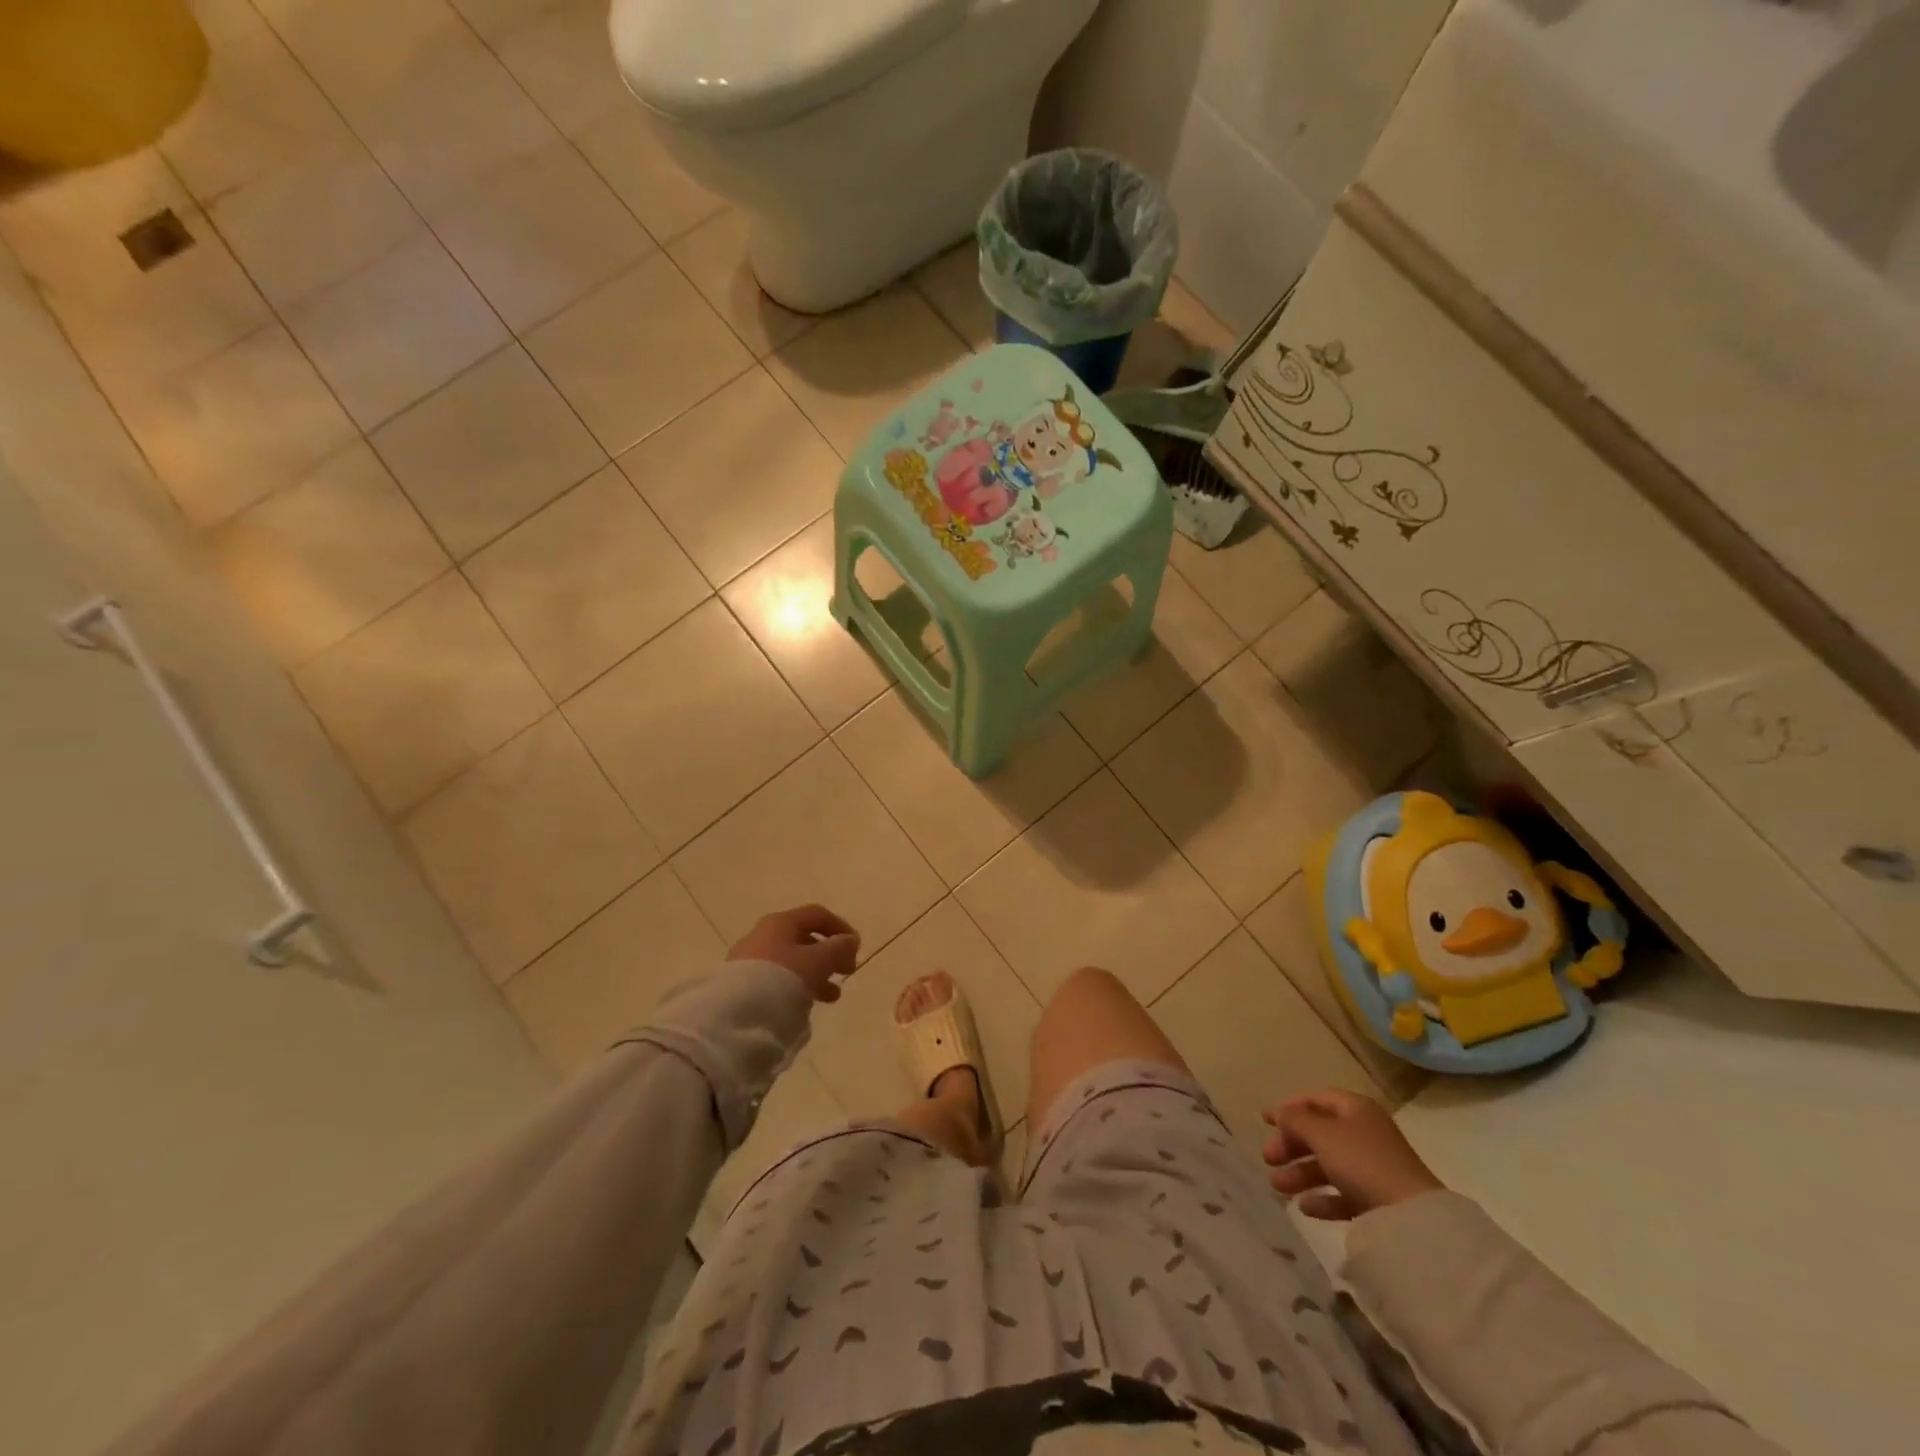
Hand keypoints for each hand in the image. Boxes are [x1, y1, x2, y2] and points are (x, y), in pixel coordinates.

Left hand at [728, 905, 860, 1003]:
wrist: (734, 1017)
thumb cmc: (783, 979)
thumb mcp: (818, 962)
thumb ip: (839, 948)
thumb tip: (850, 940)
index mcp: (780, 922)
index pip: (816, 915)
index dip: (840, 927)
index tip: (856, 948)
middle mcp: (762, 935)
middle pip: (803, 938)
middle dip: (828, 955)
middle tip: (846, 972)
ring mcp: (749, 961)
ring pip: (791, 961)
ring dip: (815, 974)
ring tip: (831, 996)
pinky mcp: (741, 985)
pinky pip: (777, 979)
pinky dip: (796, 986)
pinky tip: (804, 1004)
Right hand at [1262, 1089, 1444, 1220]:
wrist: (1412, 1219)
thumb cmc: (1362, 1162)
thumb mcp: (1322, 1134)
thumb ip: (1295, 1120)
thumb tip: (1281, 1113)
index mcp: (1355, 1109)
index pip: (1315, 1099)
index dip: (1288, 1107)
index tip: (1264, 1121)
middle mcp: (1364, 1133)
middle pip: (1319, 1133)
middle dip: (1291, 1145)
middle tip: (1268, 1159)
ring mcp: (1373, 1167)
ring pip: (1328, 1164)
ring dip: (1300, 1173)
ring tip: (1278, 1187)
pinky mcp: (1378, 1200)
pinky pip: (1343, 1193)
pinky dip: (1323, 1198)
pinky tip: (1305, 1207)